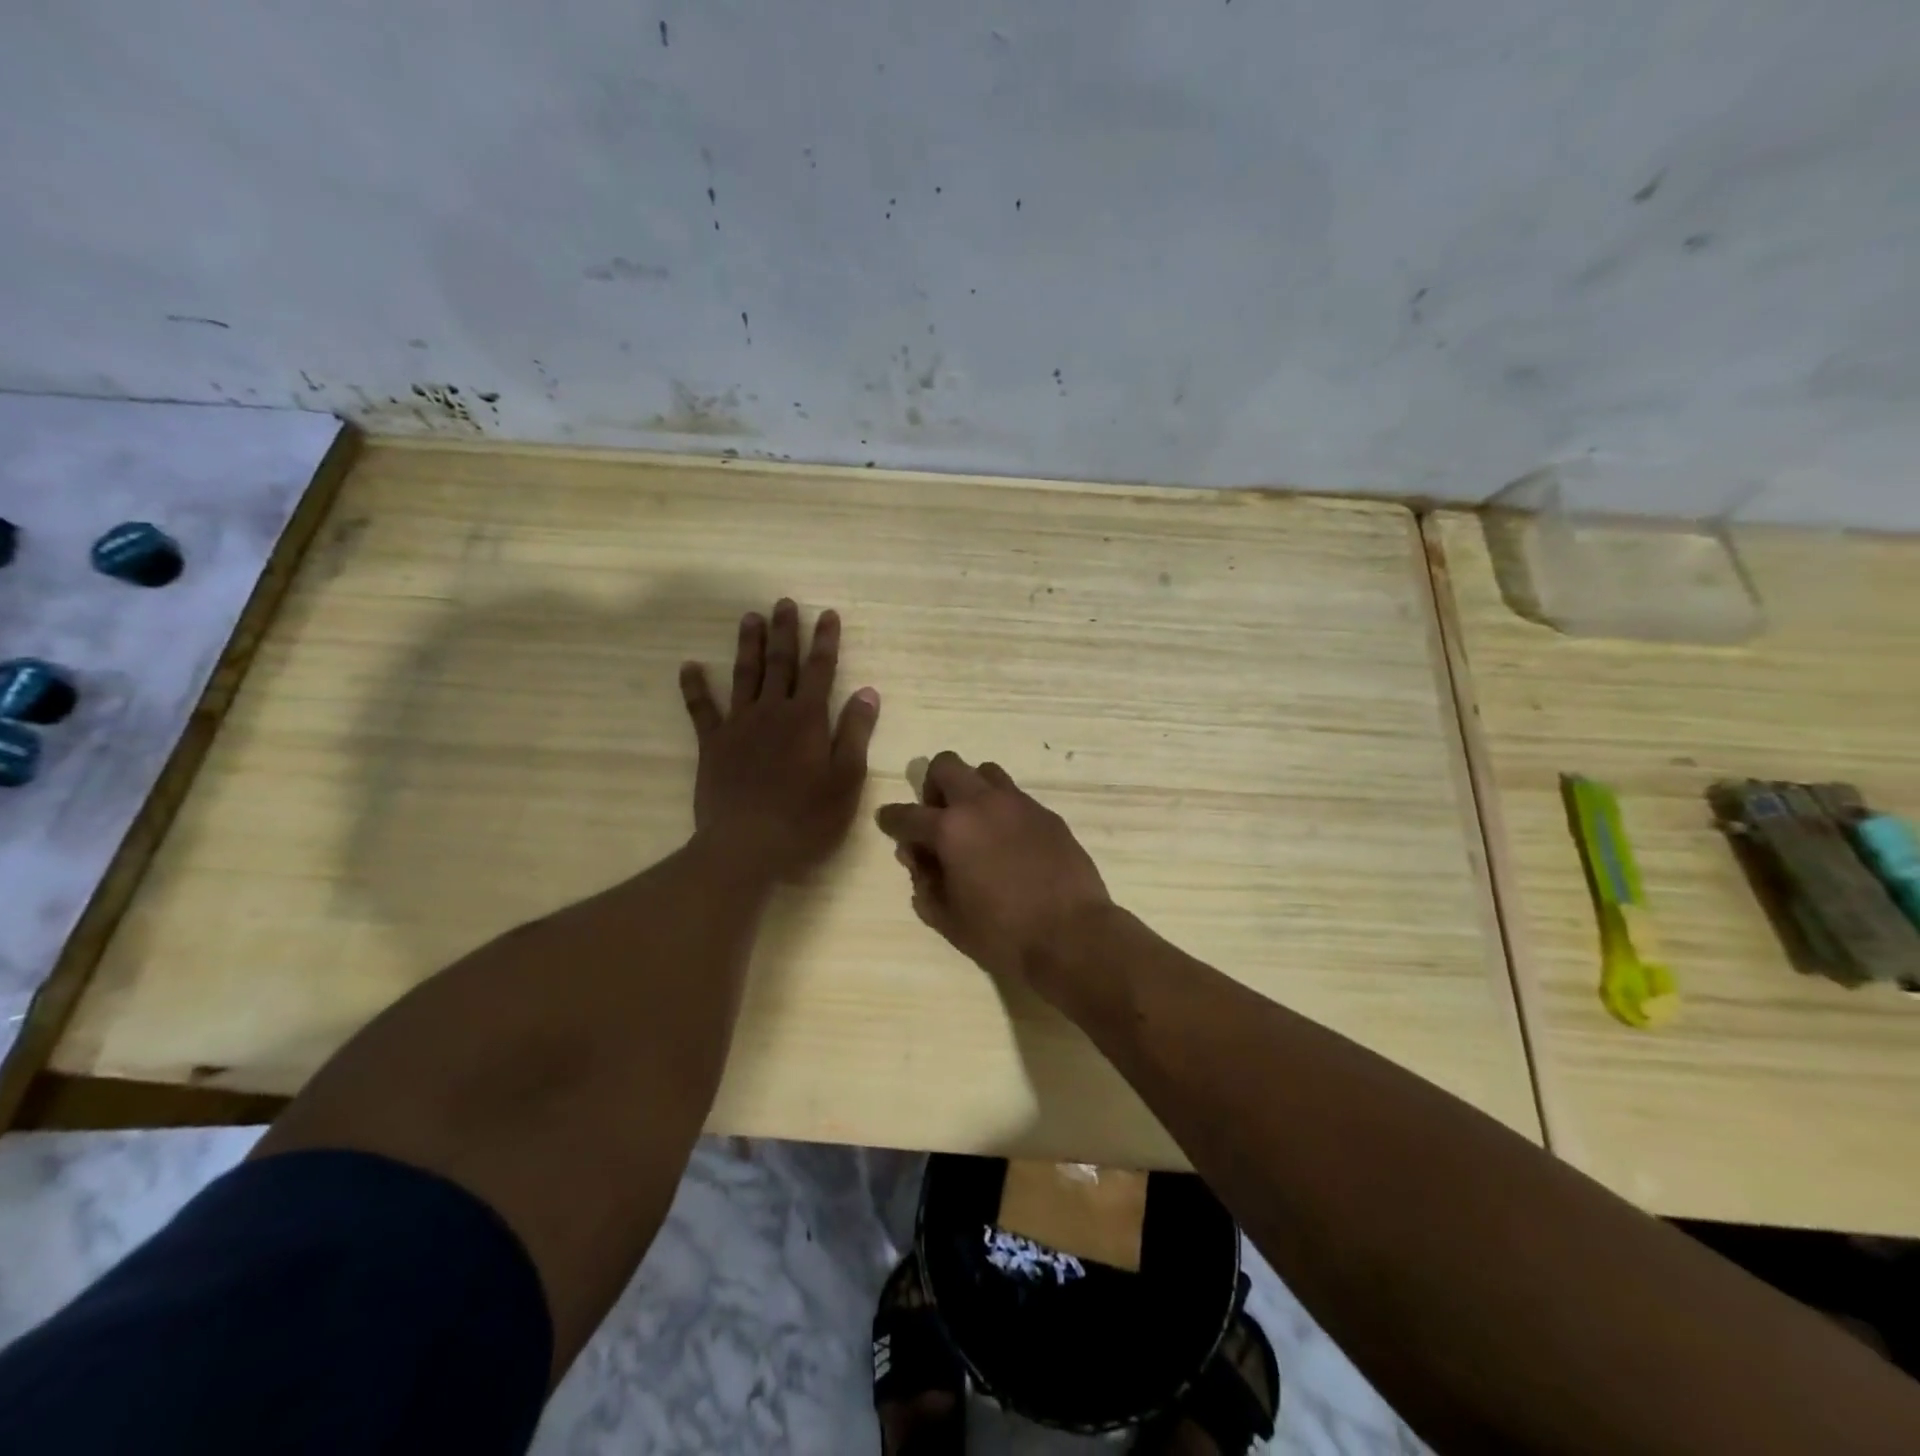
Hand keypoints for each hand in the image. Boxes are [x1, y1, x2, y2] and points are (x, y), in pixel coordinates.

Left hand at [680, 600, 878, 881]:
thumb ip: (855, 733)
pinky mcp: (712, 745)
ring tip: (750, 617)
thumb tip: (867, 692)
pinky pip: (701, 709)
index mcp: (808, 719)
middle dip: (785, 631)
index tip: (827, 614)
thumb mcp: (846, 779)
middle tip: (784, 602)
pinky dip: (695, 686)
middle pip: (781, 663)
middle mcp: (773, 711)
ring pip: (744, 675)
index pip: (821, 670)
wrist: (747, 846)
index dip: (825, 640)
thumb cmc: (807, 818)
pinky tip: (689, 666)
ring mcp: (739, 725)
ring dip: (748, 645)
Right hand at [875, 752, 1111, 995]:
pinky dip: (1002, 810)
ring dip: (971, 790)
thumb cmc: (1002, 934)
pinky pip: (1015, 797)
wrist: (1072, 934)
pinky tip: (1009, 842)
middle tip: (937, 818)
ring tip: (976, 824)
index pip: (907, 815)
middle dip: (933, 786)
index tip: (887, 821)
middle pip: (946, 765)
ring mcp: (1018, 804)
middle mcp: (981, 804)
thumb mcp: (948, 918)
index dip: (891, 819)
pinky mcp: (1046, 814)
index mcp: (950, 830)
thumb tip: (918, 858)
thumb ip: (925, 883)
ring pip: (985, 772)